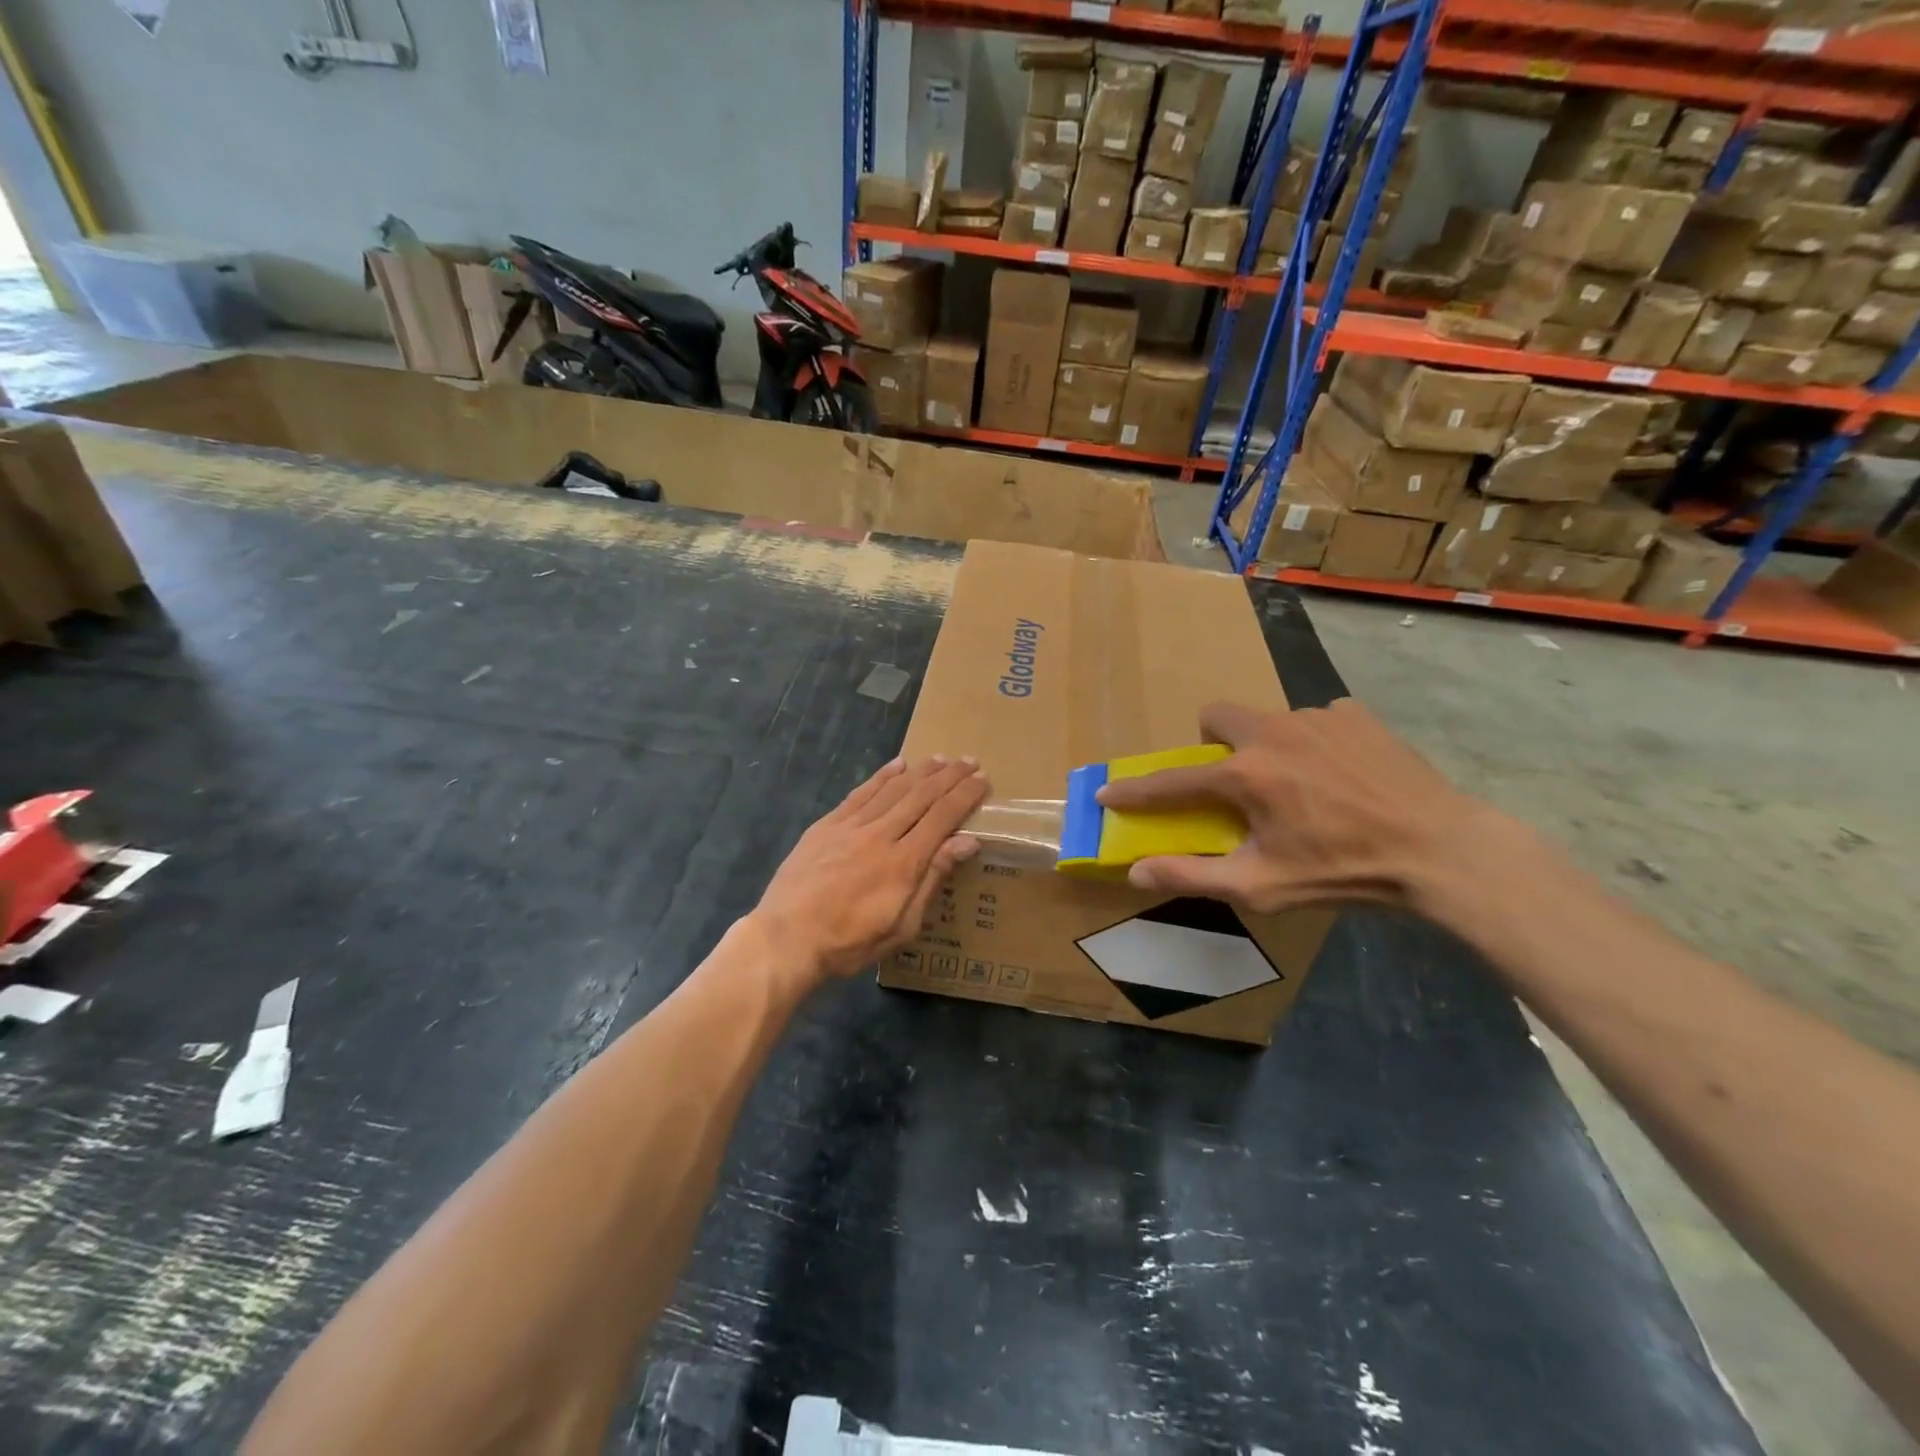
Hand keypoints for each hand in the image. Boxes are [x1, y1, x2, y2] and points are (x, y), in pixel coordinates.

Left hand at [752, 756, 989, 986]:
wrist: (787, 937)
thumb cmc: (850, 941)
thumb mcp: (903, 924)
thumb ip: (933, 878)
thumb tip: (967, 841)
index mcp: (904, 861)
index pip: (943, 817)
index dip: (965, 796)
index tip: (983, 780)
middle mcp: (881, 834)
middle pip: (921, 796)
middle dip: (949, 776)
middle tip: (970, 761)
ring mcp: (852, 825)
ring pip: (893, 789)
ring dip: (920, 771)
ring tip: (941, 759)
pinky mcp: (828, 824)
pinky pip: (861, 793)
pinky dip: (882, 776)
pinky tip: (897, 765)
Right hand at [1094, 699, 1477, 913]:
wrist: (1440, 850)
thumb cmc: (1343, 873)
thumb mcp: (1262, 886)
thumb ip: (1193, 875)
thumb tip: (1136, 870)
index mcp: (1246, 775)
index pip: (1172, 781)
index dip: (1134, 790)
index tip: (1108, 793)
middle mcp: (1273, 732)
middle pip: (1216, 716)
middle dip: (1213, 745)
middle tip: (1235, 782)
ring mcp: (1317, 716)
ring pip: (1268, 720)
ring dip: (1267, 748)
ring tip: (1302, 786)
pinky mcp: (1354, 714)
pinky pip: (1316, 720)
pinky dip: (1315, 743)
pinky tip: (1342, 775)